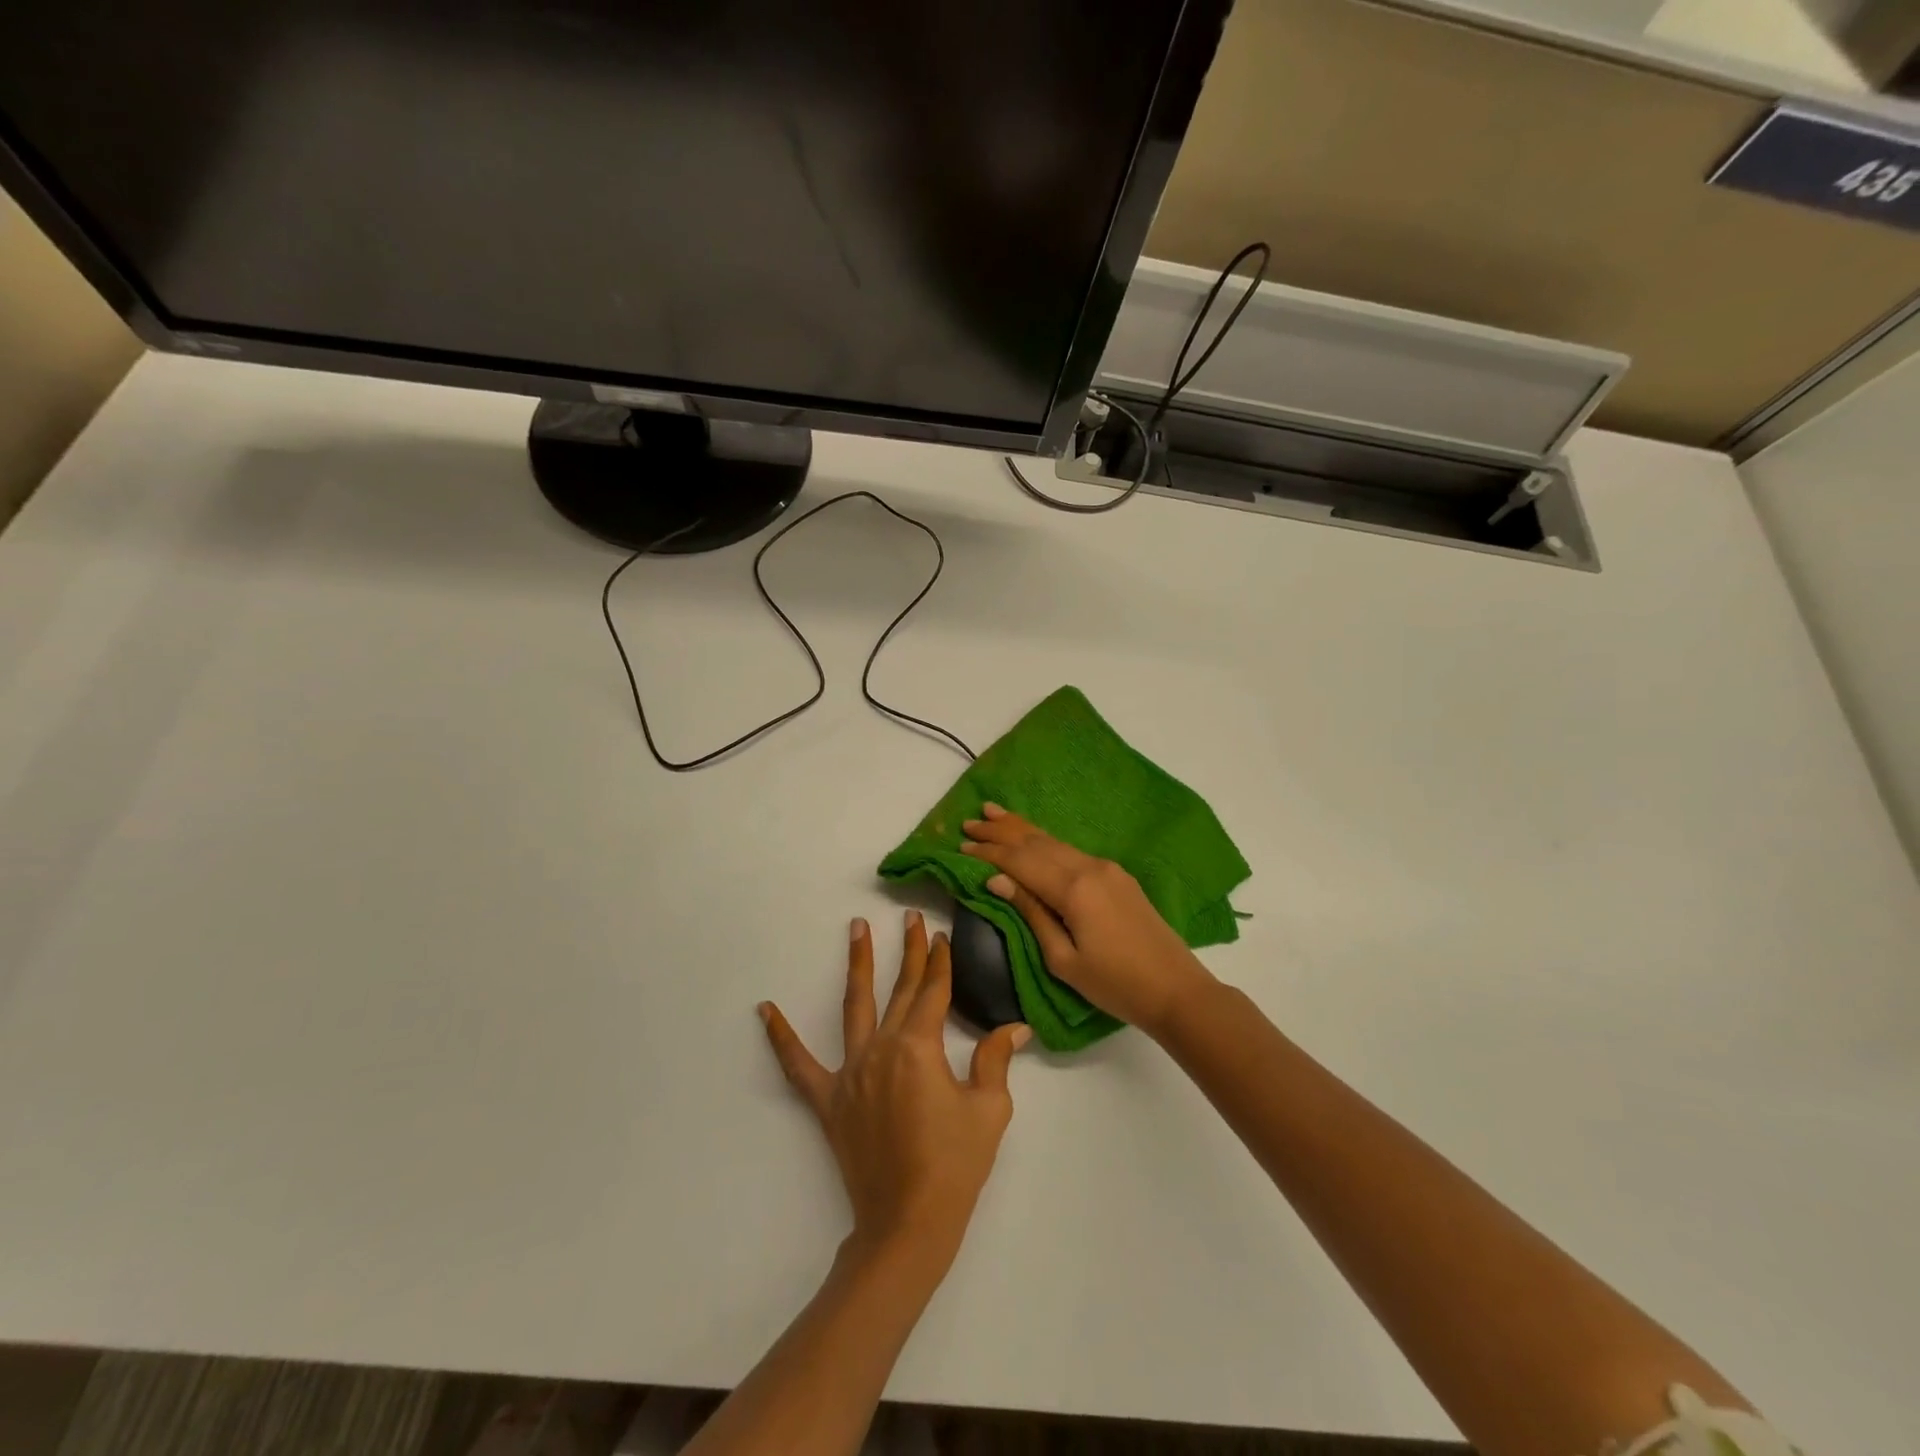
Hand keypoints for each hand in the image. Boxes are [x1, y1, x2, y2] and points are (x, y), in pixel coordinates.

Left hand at [759, 911, 1030, 1272]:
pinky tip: (765, 1009)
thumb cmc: (955, 1165)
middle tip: (910, 918)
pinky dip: (781, 1037)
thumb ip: (995, 1060)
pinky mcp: (828, 1100)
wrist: (908, 1223)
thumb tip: (1015, 1027)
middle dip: (909, 951)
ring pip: (854, 1007)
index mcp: (920, 1047)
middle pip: (900, 990)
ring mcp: (850, 1072)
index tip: (942, 934)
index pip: (933, 992)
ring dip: (857, 964)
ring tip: (856, 929)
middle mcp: (882, 1048)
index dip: (940, 962)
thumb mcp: (988, 1110)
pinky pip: (798, 1064)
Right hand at [959, 804, 1216, 1036]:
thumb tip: (996, 880)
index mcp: (1073, 889)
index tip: (960, 845)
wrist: (1176, 989)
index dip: (989, 853)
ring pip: (1054, 841)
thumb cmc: (1115, 984)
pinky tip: (1033, 838)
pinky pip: (1071, 851)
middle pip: (1035, 843)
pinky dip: (1045, 841)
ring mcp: (1106, 868)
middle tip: (970, 822)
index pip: (1020, 862)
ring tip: (994, 813)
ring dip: (1022, 829)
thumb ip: (1030, 913)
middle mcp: (1089, 867)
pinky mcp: (1117, 875)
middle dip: (1001, 832)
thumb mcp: (1063, 959)